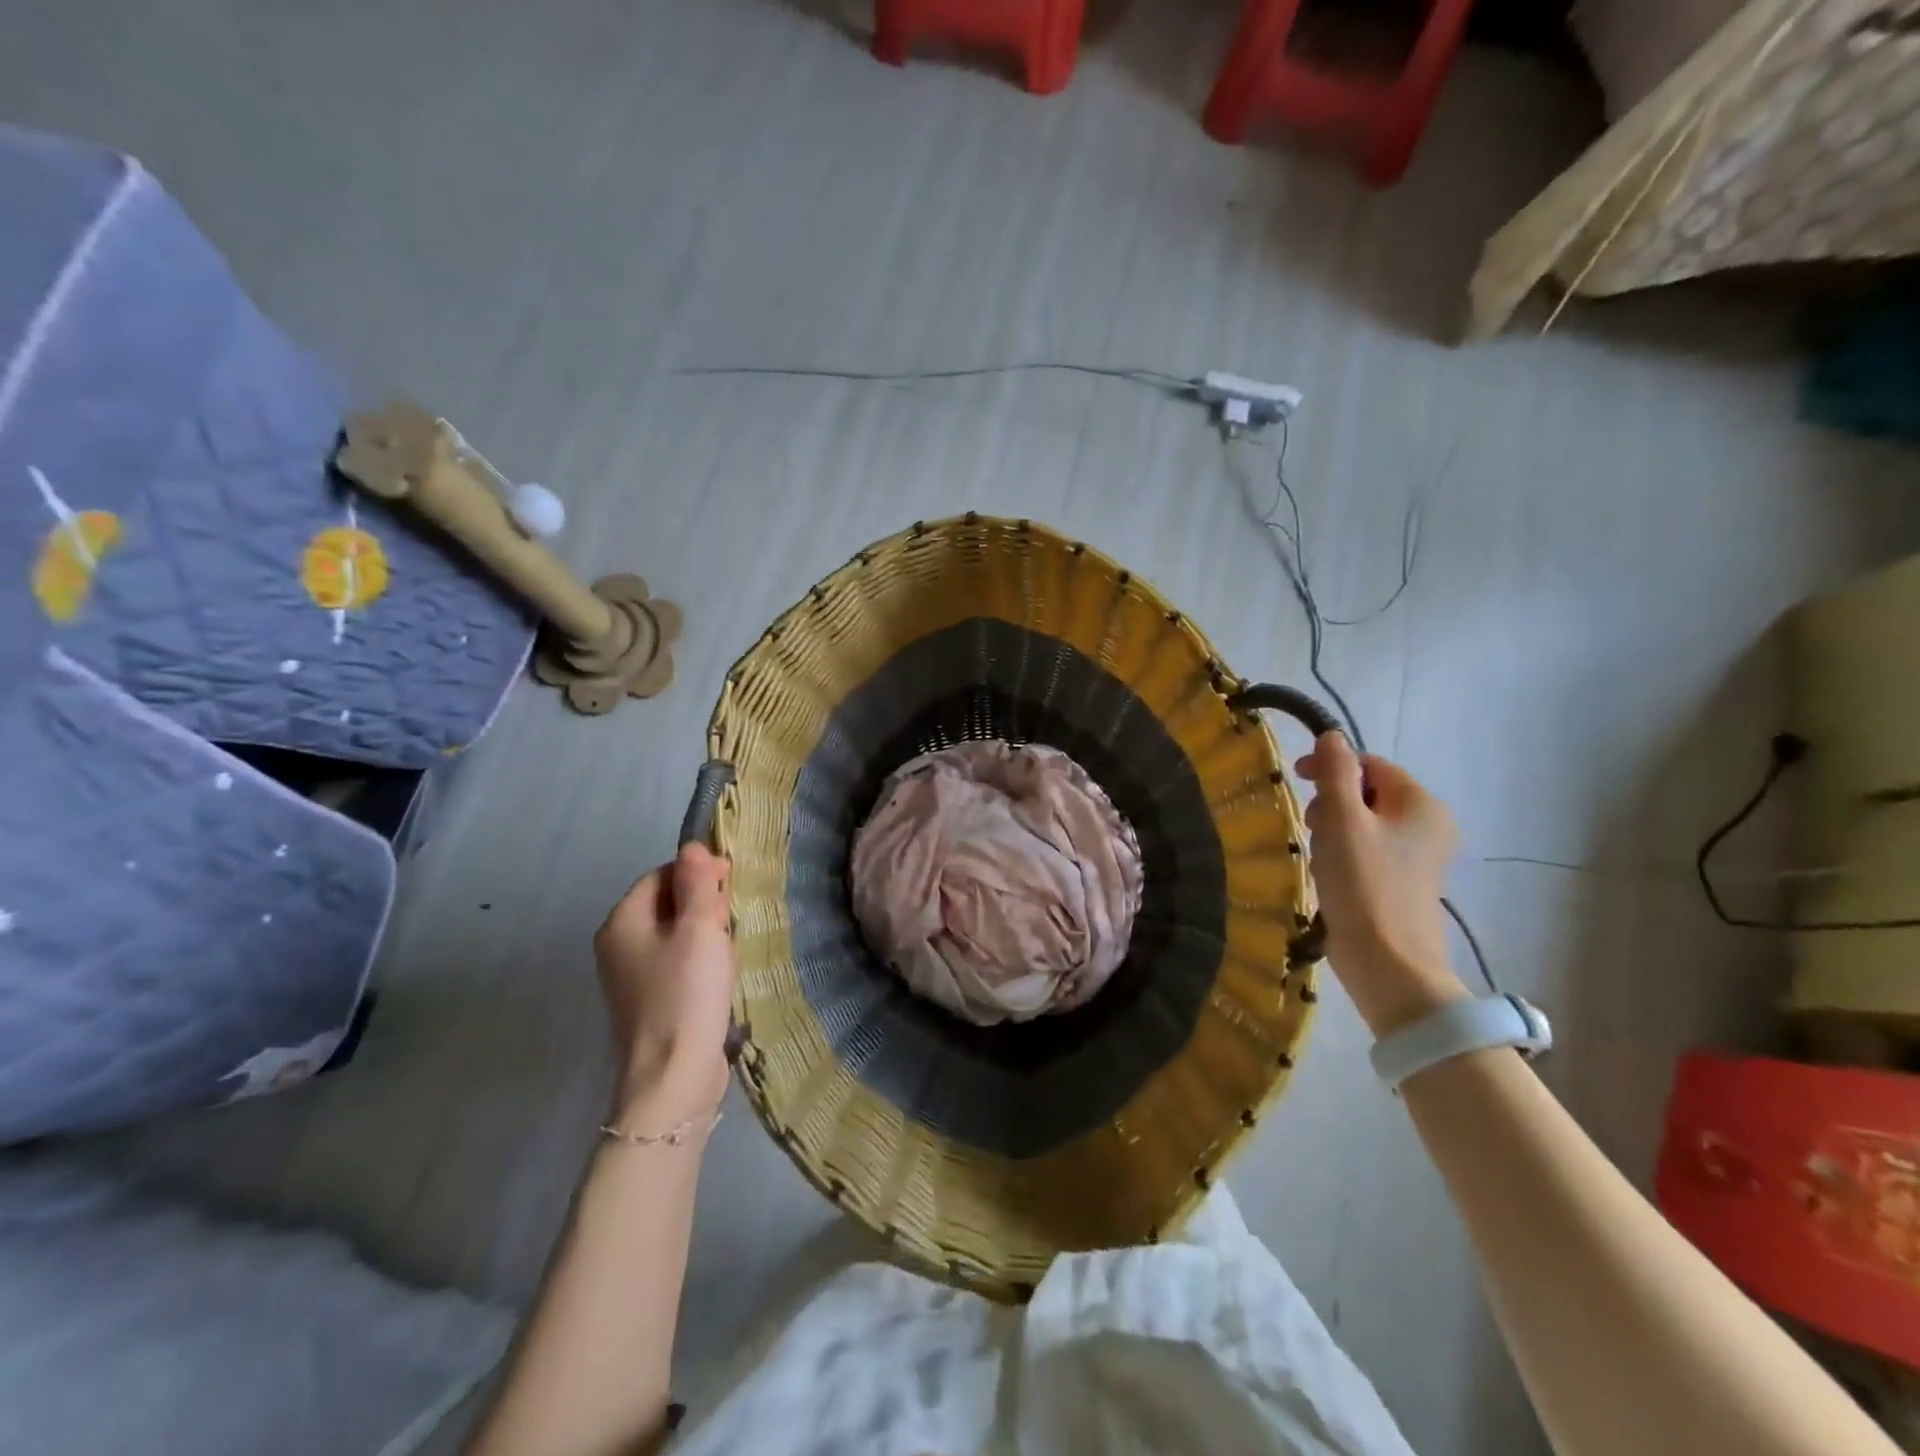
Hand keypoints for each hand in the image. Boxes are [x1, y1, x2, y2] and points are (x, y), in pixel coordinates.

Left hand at [593, 844, 735, 1118]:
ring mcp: (630, 977)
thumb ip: (697, 883)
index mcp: (622, 922)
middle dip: (703, 904)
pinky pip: (676, 963)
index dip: (697, 872)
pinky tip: (720, 975)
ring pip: (675, 934)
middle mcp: (618, 945)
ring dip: (706, 933)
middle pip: (666, 903)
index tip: (732, 881)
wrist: (673, 1078)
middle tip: (732, 918)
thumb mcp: (699, 928)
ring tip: (730, 949)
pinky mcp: (649, 1002)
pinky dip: (700, 960)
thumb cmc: (686, 994)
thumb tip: (691, 846)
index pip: (660, 875)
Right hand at [1295, 732, 1464, 1034]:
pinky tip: (1330, 873)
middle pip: (1369, 792)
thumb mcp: (1342, 821)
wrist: (1389, 964)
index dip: (1332, 767)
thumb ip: (1335, 774)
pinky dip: (1345, 852)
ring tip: (1319, 854)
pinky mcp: (1405, 882)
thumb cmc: (1364, 885)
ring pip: (1366, 822)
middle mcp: (1430, 824)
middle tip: (1311, 826)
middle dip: (1333, 801)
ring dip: (1335, 828)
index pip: (1371, 765)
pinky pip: (1370, 849)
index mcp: (1422, 804)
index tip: (1296, 781)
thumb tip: (1332, 736)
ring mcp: (1420, 856)